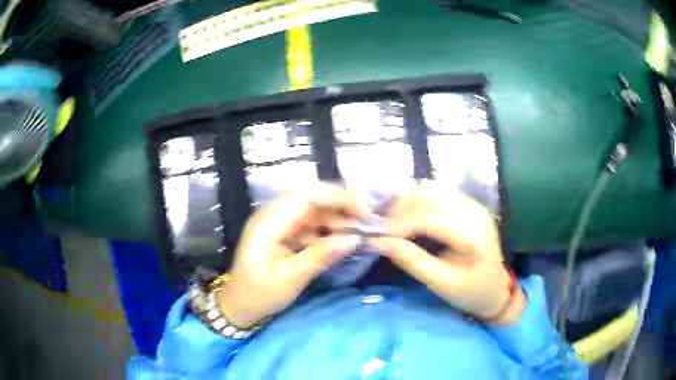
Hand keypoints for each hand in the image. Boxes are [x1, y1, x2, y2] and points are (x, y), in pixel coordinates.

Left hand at [217, 184, 366, 327]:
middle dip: (340, 205)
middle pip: (311, 198)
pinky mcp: (282, 233)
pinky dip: (326, 229)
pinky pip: (308, 224)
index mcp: (268, 223)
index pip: (306, 197)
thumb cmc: (260, 294)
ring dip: (335, 217)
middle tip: (366, 218)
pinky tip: (342, 239)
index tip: (364, 211)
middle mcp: (272, 215)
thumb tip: (355, 238)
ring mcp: (277, 224)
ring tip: (360, 229)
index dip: (337, 198)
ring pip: (312, 211)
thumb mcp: (292, 277)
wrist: (239, 306)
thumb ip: (322, 255)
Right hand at [371, 181, 524, 325]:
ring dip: (409, 201)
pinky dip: (419, 201)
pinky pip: (438, 192)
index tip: (377, 235)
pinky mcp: (469, 204)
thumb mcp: (439, 282)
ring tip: (395, 222)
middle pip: (429, 194)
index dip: (399, 223)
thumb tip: (378, 241)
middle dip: (401, 208)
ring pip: (432, 188)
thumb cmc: (470, 292)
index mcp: (472, 234)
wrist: (496, 290)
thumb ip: (410, 260)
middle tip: (384, 229)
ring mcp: (473, 204)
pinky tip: (411, 217)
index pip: (429, 218)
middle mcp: (474, 211)